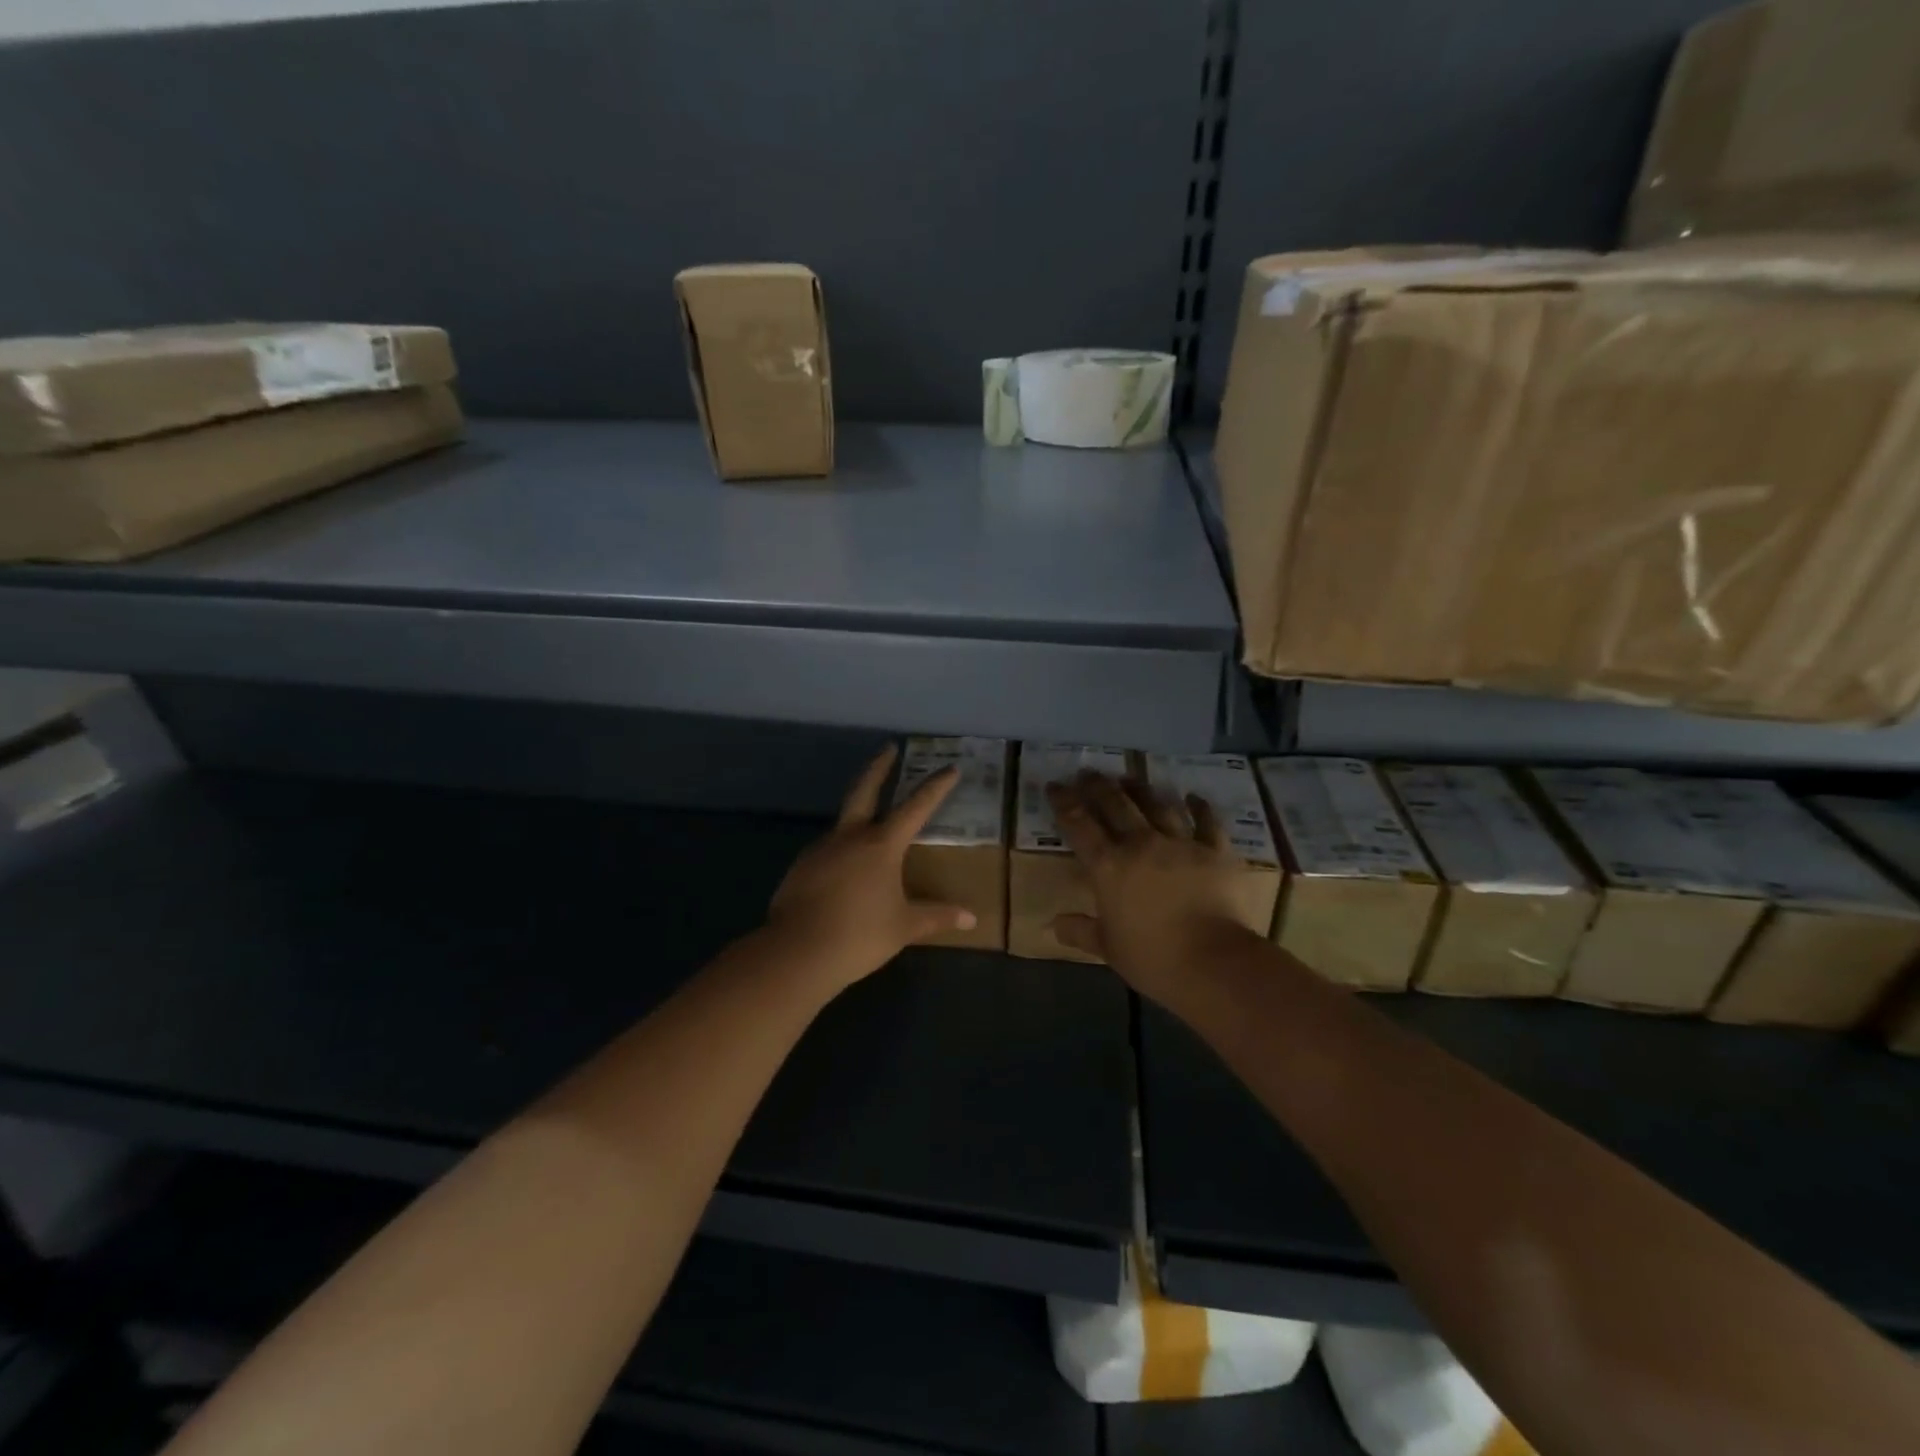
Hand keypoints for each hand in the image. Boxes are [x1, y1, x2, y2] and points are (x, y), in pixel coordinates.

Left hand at [767, 746, 976, 990]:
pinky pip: (828, 849)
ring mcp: (822, 848)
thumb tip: (971, 918)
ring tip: (872, 823)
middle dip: (879, 767)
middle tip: (888, 748)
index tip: (950, 768)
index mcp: (882, 845)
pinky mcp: (801, 866)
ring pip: (844, 821)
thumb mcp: (904, 926)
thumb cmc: (859, 935)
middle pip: (865, 789)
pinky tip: (846, 867)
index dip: (935, 787)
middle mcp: (851, 836)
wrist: (797, 952)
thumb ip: (937, 916)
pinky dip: (841, 848)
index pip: (916, 807)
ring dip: (859, 812)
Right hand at [1046, 772, 1247, 1002]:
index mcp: (1108, 866)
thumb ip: (1080, 931)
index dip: (1064, 802)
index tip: (1055, 786)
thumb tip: (1053, 925)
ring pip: (1157, 805)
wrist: (1212, 960)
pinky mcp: (1214, 851)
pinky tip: (1193, 796)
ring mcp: (1180, 843)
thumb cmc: (1152, 957)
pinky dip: (1200, 807)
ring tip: (1130, 777)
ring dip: (1141, 789)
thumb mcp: (1108, 948)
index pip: (1078, 825)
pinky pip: (1207, 822)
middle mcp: (1140, 844)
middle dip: (1098, 786)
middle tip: (1088, 772)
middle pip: (1116, 805)